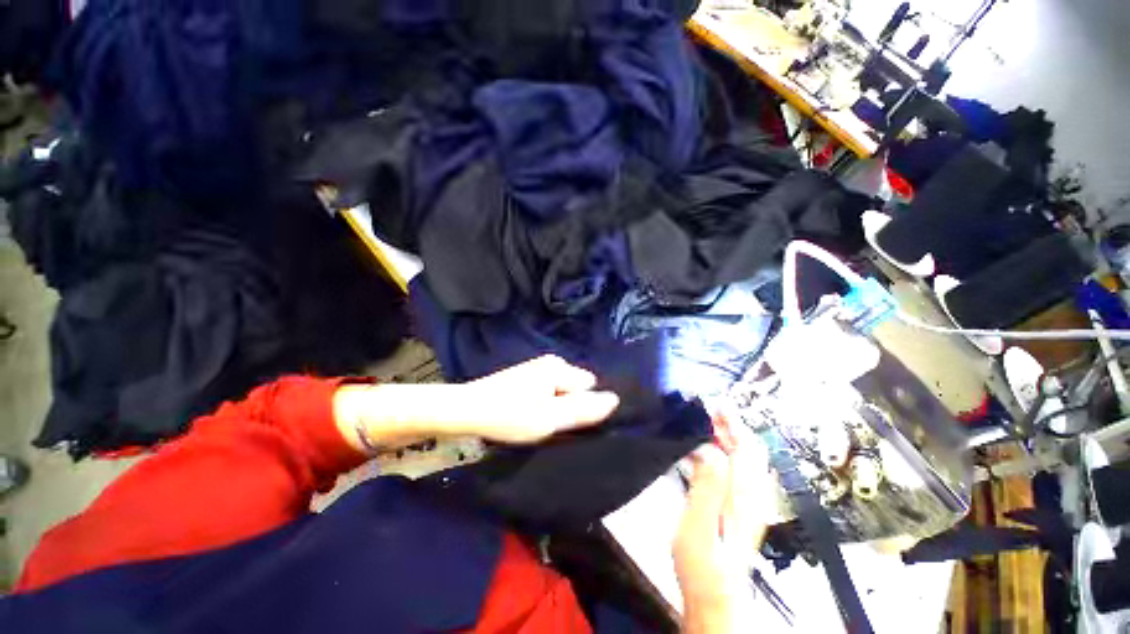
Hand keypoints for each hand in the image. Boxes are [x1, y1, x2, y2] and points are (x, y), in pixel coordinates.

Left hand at [461, 355, 620, 442]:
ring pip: (561, 390)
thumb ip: (584, 410)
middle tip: (549, 423)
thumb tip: (615, 399)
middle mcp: (551, 362)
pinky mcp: (526, 377)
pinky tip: (527, 415)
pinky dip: (543, 403)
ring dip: (555, 407)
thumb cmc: (510, 415)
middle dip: (568, 406)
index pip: (590, 386)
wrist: (465, 410)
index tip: (565, 421)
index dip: (582, 407)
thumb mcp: (550, 418)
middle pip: (576, 387)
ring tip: (536, 422)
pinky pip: (548, 390)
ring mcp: (537, 368)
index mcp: (559, 367)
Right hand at [673, 419, 773, 633]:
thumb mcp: (698, 526)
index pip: (748, 447)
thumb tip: (707, 448)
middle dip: (729, 423)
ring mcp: (745, 500)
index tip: (714, 402)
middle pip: (748, 449)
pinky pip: (731, 468)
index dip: (733, 421)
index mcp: (745, 495)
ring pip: (741, 457)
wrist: (714, 597)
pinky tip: (697, 449)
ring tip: (699, 420)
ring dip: (723, 434)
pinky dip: (717, 450)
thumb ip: (706, 486)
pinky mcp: (736, 506)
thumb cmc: (703, 566)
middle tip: (704, 406)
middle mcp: (752, 493)